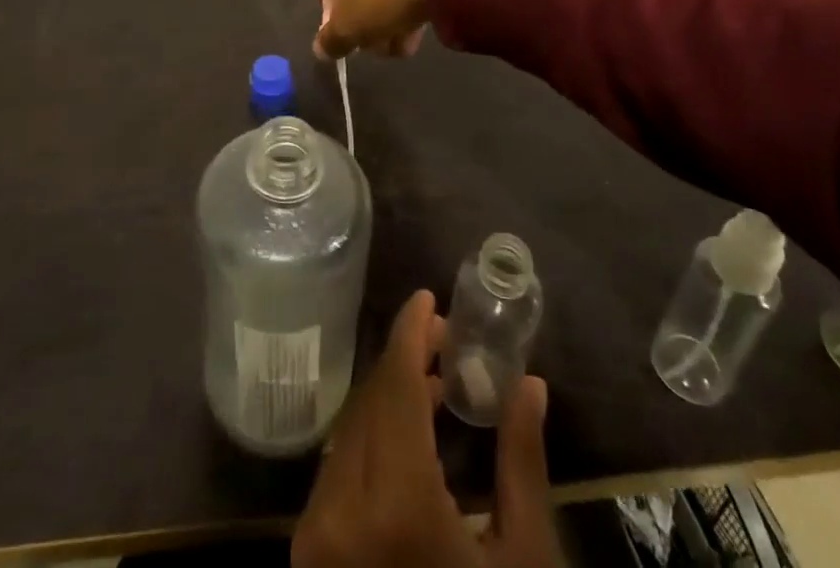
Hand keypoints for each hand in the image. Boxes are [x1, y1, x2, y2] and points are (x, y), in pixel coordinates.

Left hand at [292, 290, 555, 567]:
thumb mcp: (523, 559)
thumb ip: (522, 462)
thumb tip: (531, 385)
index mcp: (395, 501)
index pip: (395, 385)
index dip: (409, 333)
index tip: (427, 298)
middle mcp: (341, 508)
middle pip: (370, 402)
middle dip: (403, 361)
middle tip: (443, 341)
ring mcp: (315, 535)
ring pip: (350, 431)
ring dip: (386, 398)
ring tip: (430, 383)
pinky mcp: (308, 556)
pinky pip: (337, 470)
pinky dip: (368, 438)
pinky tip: (401, 435)